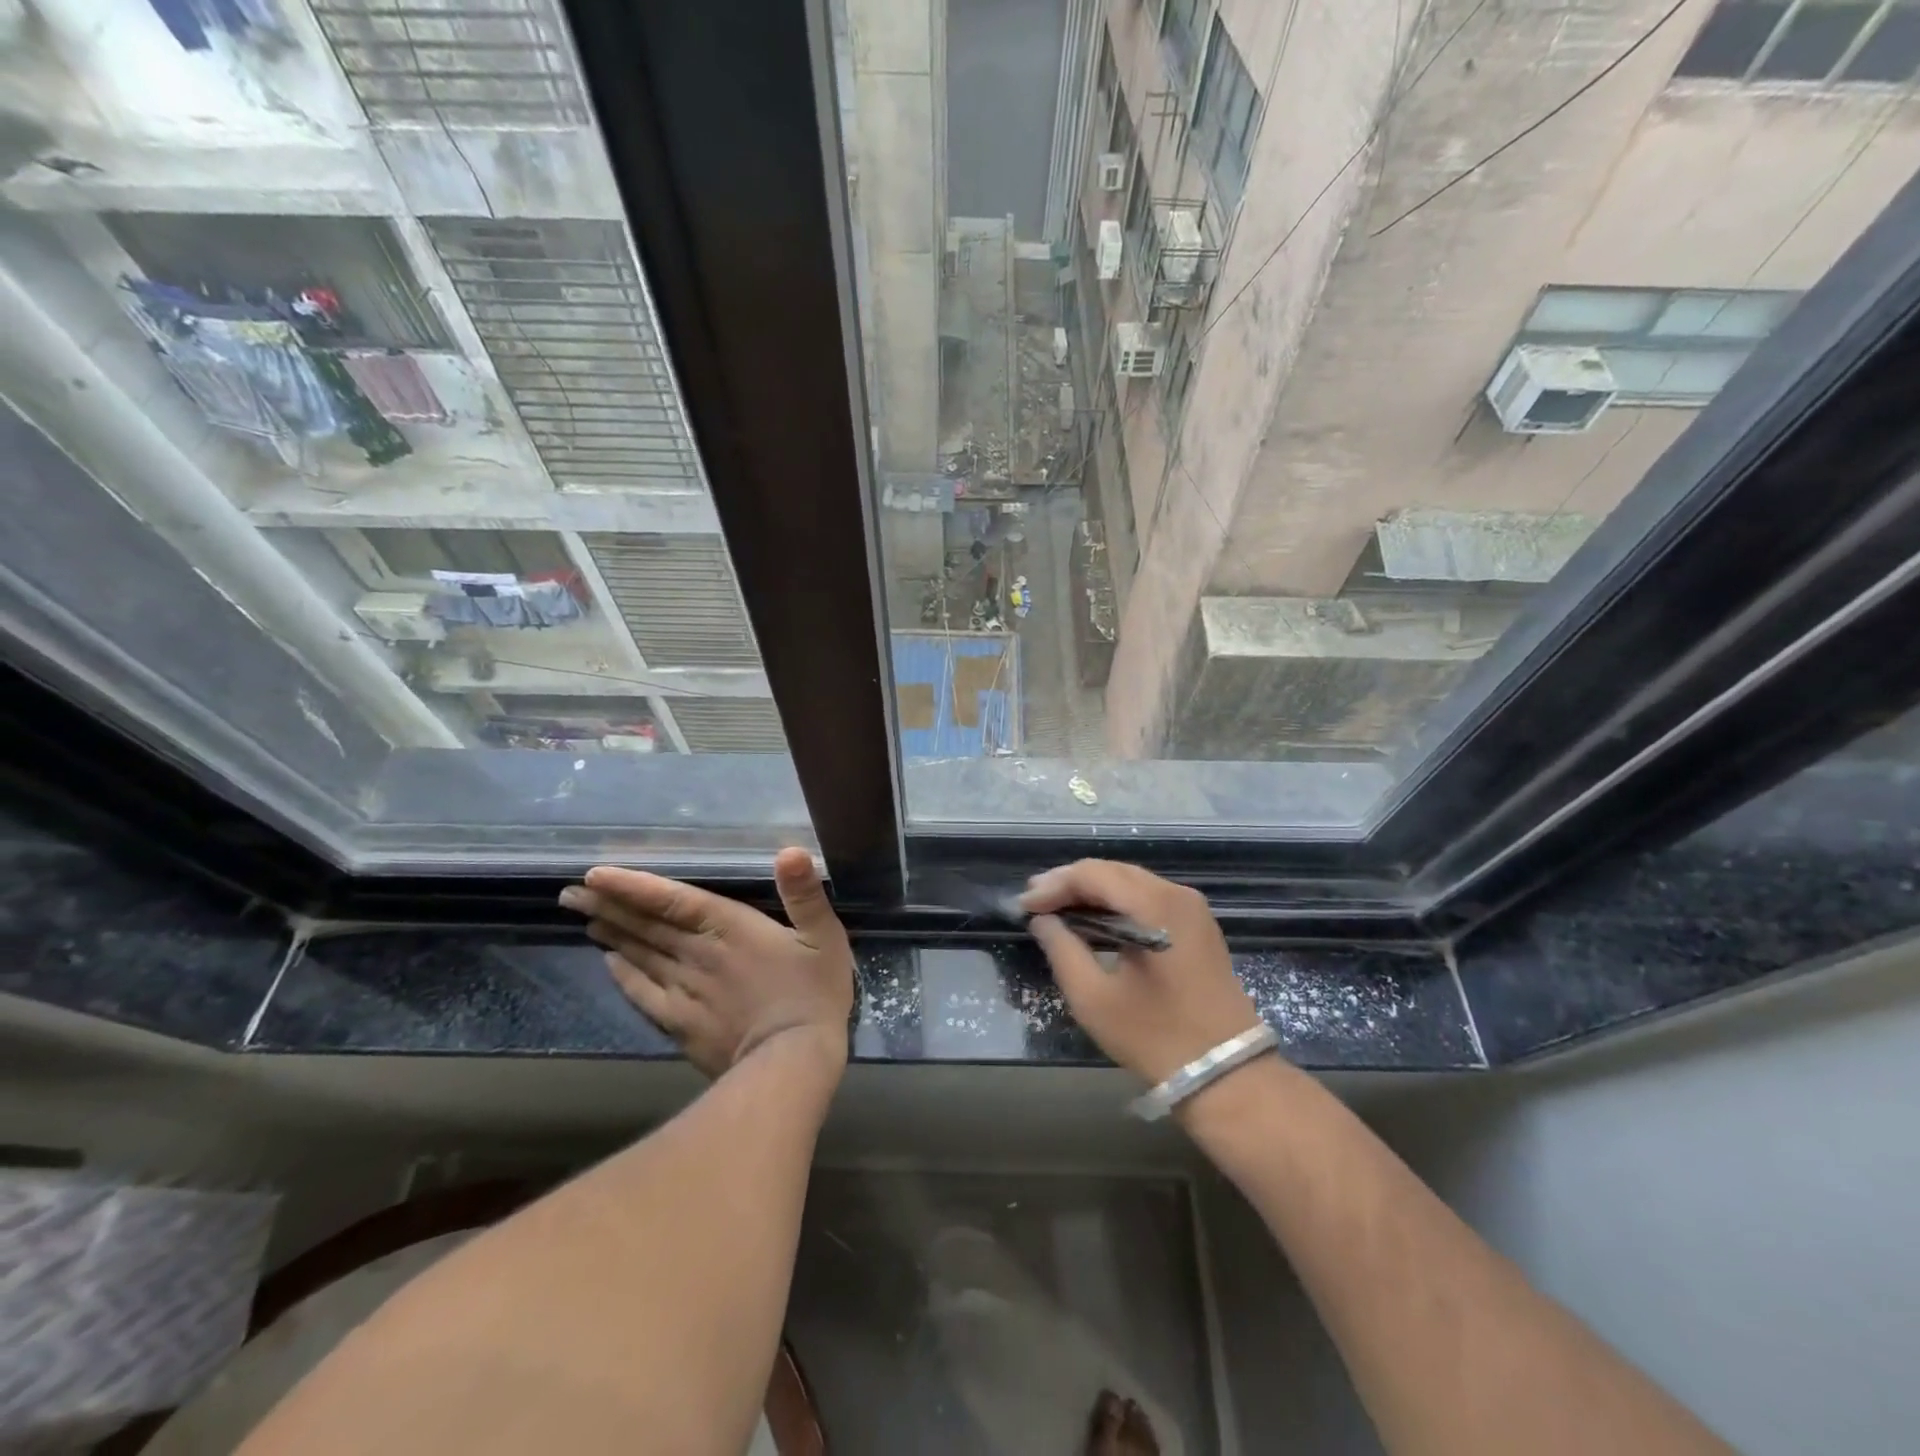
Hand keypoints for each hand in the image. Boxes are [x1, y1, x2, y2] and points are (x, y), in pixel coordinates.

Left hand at [559, 847, 853, 1077]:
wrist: (792, 1064)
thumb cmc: (813, 994)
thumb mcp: (824, 937)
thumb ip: (805, 894)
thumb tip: (792, 851)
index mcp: (730, 928)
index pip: (671, 900)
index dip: (633, 886)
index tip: (594, 874)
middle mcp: (697, 954)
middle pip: (645, 925)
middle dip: (608, 906)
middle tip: (571, 892)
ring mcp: (684, 991)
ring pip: (640, 955)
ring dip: (611, 934)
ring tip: (584, 916)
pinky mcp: (680, 1023)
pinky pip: (643, 993)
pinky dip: (623, 975)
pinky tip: (609, 963)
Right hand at [1020, 860, 1261, 1085]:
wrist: (1227, 1074)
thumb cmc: (1155, 1036)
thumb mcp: (1094, 998)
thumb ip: (1062, 950)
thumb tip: (1043, 921)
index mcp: (1155, 905)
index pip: (1093, 874)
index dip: (1054, 885)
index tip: (1024, 905)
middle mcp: (1177, 895)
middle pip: (1113, 872)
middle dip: (1070, 884)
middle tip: (1035, 901)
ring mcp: (1192, 909)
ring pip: (1130, 883)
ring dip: (1092, 893)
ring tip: (1056, 909)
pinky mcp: (1197, 926)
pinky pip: (1148, 899)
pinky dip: (1116, 904)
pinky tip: (1093, 920)